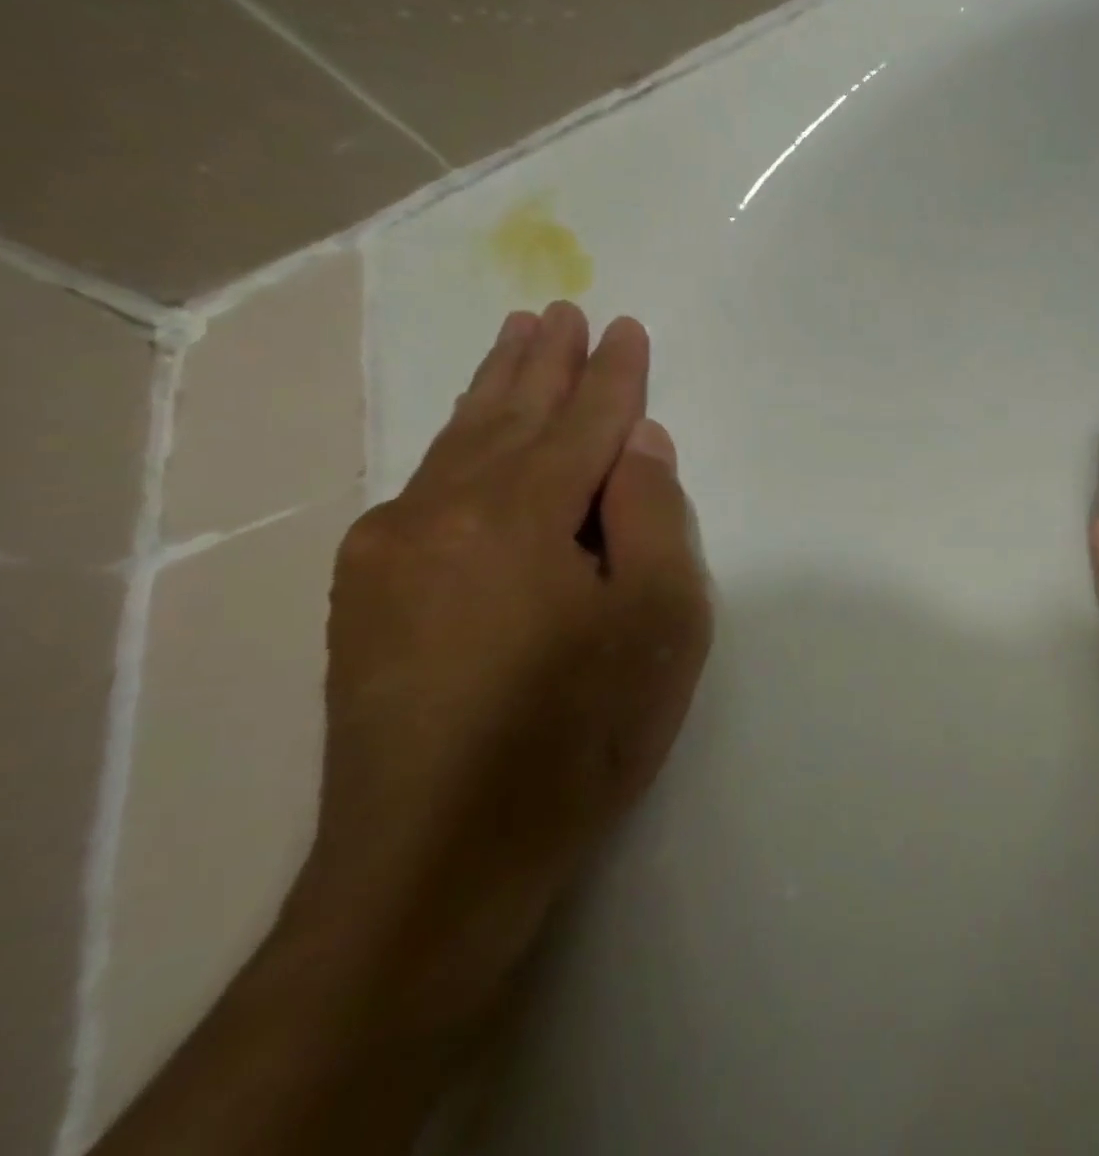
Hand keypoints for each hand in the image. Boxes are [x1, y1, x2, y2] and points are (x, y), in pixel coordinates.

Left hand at [303, 302, 711, 1025]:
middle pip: (506, 416)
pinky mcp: (364, 597)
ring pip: (456, 446)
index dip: (613, 376)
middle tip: (558, 312)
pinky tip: (468, 440)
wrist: (438, 860)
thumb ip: (655, 516)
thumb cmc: (579, 733)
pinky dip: (458, 448)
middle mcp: (440, 512)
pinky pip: (424, 490)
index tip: (627, 328)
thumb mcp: (660, 622)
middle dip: (541, 362)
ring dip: (493, 391)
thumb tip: (638, 443)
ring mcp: (388, 553)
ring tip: (516, 342)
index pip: (582, 422)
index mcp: (519, 514)